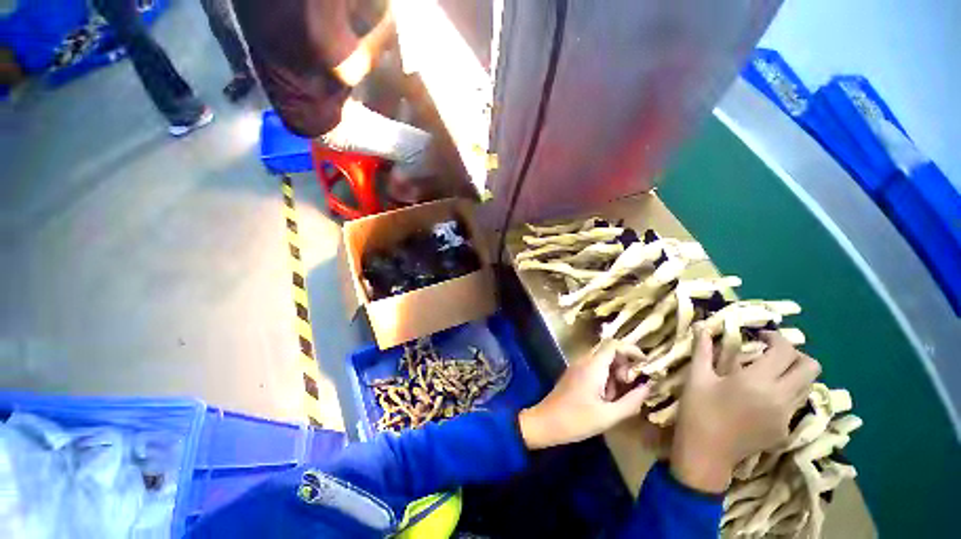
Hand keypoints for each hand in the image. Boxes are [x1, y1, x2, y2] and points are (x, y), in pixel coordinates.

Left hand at [519, 341, 650, 449]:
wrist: (545, 422)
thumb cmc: (577, 420)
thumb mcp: (609, 415)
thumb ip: (631, 401)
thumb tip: (648, 386)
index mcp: (592, 366)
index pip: (613, 344)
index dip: (631, 350)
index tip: (645, 364)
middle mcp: (583, 361)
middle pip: (608, 352)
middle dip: (624, 366)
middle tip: (629, 386)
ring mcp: (576, 366)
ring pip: (602, 361)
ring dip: (614, 374)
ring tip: (614, 398)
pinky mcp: (573, 374)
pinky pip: (593, 368)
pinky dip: (604, 378)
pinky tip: (603, 399)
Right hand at [671, 328, 820, 492]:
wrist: (706, 452)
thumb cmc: (698, 409)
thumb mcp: (697, 377)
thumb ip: (703, 350)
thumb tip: (702, 327)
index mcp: (757, 382)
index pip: (785, 351)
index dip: (777, 338)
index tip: (761, 335)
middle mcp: (780, 398)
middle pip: (810, 368)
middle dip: (795, 355)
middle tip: (771, 354)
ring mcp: (786, 417)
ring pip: (808, 387)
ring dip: (793, 374)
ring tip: (768, 374)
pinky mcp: (785, 431)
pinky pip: (795, 404)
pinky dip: (786, 393)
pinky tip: (762, 398)